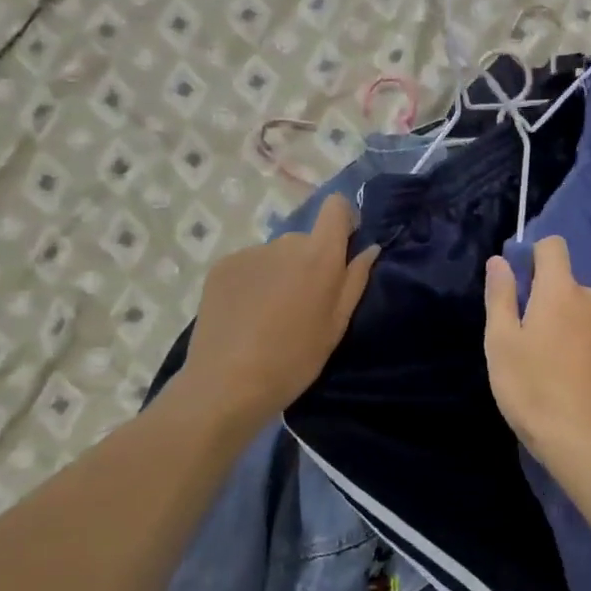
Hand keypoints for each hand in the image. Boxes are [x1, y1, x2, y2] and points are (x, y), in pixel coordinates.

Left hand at [177, 196, 378, 431]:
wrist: (226, 383)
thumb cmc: (294, 360)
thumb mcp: (336, 326)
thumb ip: (354, 281)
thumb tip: (369, 249)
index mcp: (319, 256)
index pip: (335, 207)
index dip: (342, 220)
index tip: (341, 249)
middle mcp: (284, 243)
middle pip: (305, 239)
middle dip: (309, 262)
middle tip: (303, 305)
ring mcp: (249, 253)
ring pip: (275, 255)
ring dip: (279, 274)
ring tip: (270, 315)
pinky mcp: (222, 266)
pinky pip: (249, 265)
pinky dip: (253, 283)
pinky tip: (246, 316)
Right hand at [483, 236, 590, 466]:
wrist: (583, 441)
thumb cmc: (531, 387)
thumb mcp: (501, 341)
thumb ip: (501, 295)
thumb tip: (500, 261)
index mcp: (561, 291)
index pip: (553, 246)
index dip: (533, 256)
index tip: (519, 287)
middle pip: (566, 283)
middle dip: (546, 298)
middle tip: (525, 338)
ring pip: (583, 311)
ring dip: (567, 323)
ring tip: (549, 363)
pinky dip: (584, 345)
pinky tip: (572, 379)